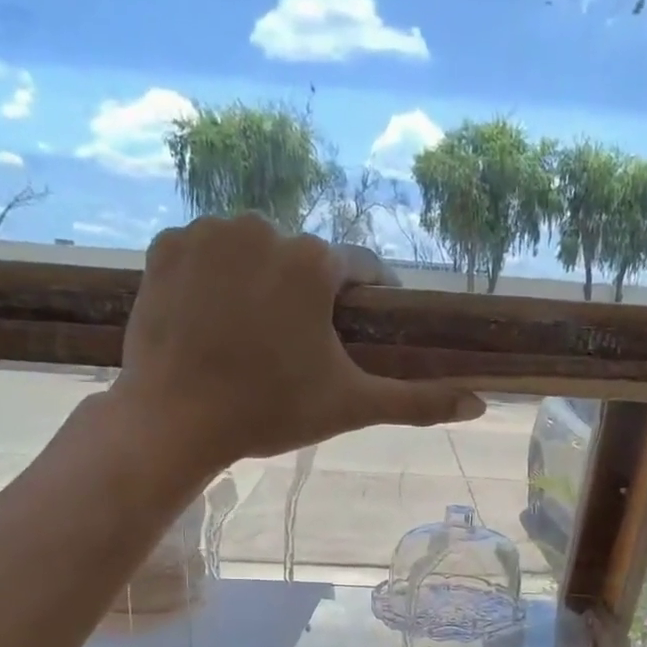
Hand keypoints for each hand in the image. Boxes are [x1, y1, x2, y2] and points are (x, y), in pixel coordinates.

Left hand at [119, 215, 483, 468]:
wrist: (175, 421)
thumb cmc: (270, 411)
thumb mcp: (351, 406)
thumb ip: (418, 401)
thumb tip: (481, 405)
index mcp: (314, 260)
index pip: (361, 271)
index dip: (365, 306)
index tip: (357, 337)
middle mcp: (263, 226)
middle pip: (303, 262)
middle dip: (307, 300)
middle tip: (295, 352)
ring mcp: (208, 232)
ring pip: (254, 254)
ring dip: (261, 285)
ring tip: (252, 338)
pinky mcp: (165, 247)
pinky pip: (206, 255)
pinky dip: (214, 281)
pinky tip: (212, 322)